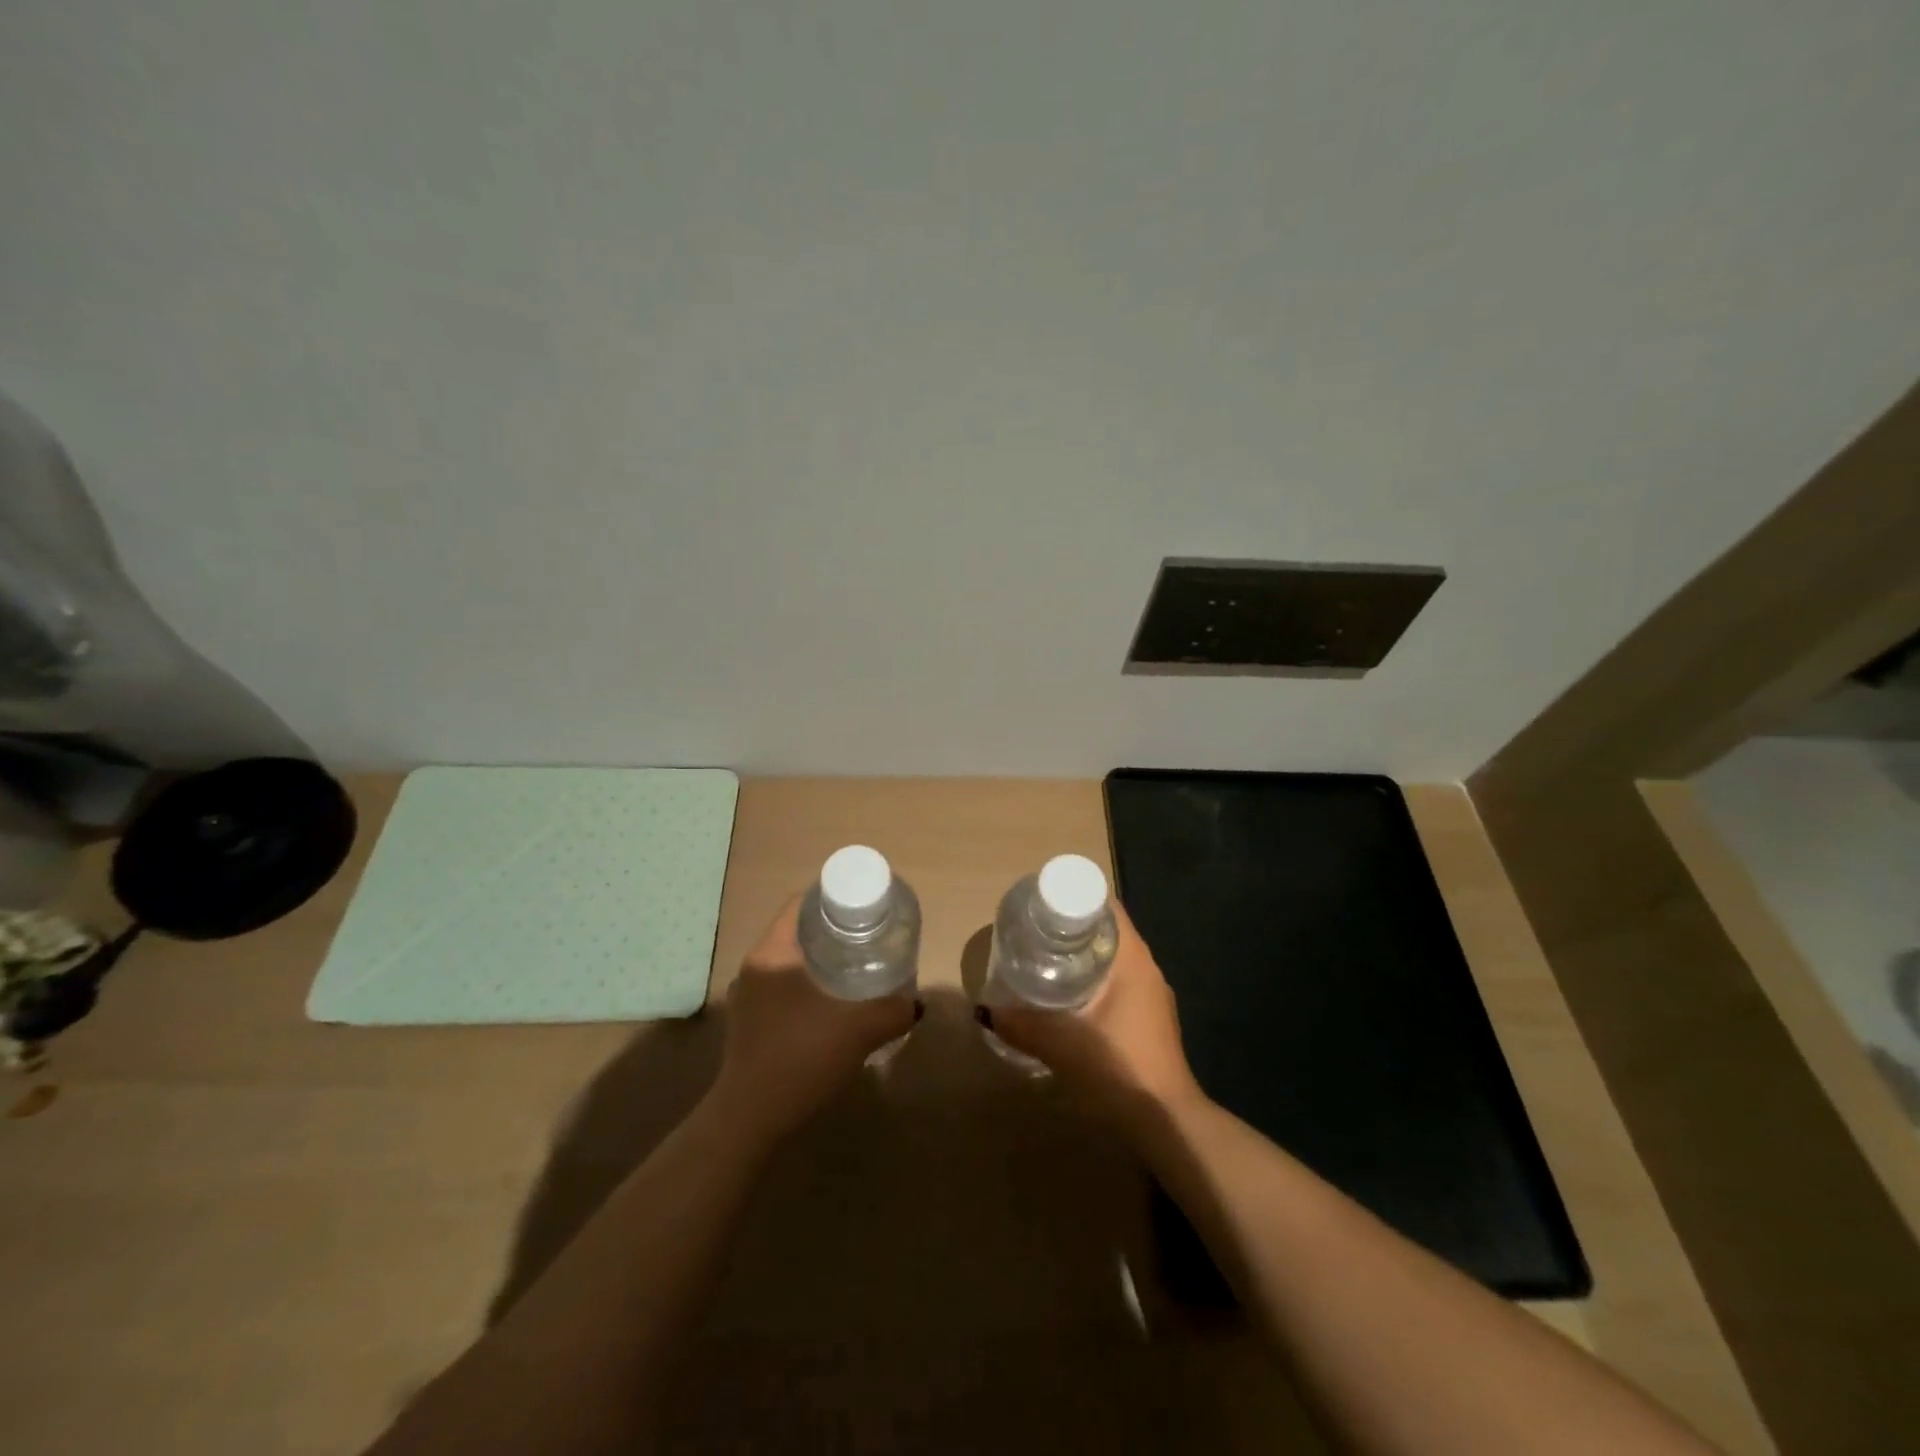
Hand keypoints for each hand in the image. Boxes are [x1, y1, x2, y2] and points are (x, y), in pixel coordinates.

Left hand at [710, 897, 918, 1144]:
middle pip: (798, 930)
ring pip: (791, 961)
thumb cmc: (801, 1058)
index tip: (866, 905)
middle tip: (870, 936)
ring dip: (822, 959)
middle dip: (834, 929)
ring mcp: (749, 996)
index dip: (834, 896)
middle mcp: (755, 966)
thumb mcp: (859, 1030)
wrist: (750, 1121)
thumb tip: (916, 1004)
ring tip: (858, 966)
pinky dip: (810, 985)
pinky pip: (784, 986)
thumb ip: (894, 1010)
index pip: (801, 903)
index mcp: (773, 952)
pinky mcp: (750, 1022)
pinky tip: (834, 1004)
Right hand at [980, 903, 1203, 1130]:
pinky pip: (1119, 984)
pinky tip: (1068, 999)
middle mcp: (1147, 969)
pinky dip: (1093, 981)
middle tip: (1033, 932)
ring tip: (1044, 960)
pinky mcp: (1151, 1020)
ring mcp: (1152, 996)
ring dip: (1082, 956)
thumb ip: (1022, 1024)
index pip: (1106, 907)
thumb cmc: (1118, 1067)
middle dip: (1071, 928)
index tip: (1042, 904)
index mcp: (1133, 959)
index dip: (1074, 898)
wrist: (1167, 1123)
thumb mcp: (1061, 1043)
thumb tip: (985, 1011)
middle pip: (1107, 931)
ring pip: (1113, 960)